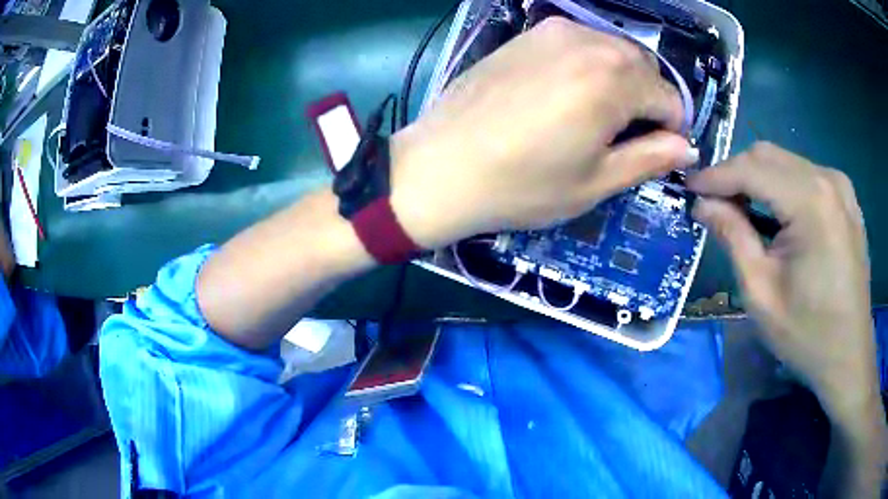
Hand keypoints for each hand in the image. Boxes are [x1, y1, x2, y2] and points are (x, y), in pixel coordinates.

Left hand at [390, 17, 697, 248]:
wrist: (441, 166)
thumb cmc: (521, 184)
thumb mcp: (596, 181)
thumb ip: (650, 158)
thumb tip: (687, 148)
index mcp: (613, 79)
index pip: (670, 98)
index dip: (671, 130)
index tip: (656, 152)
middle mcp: (588, 42)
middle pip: (645, 68)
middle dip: (647, 101)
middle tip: (623, 137)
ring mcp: (554, 31)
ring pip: (614, 51)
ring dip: (621, 82)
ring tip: (595, 118)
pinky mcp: (527, 34)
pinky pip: (580, 44)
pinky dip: (590, 66)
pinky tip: (566, 95)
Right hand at [687, 143, 880, 422]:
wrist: (849, 355)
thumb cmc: (807, 334)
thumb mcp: (761, 294)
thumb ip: (733, 238)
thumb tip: (703, 204)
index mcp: (811, 201)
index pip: (751, 169)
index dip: (715, 175)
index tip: (688, 188)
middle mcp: (828, 179)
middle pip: (768, 156)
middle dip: (736, 174)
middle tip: (714, 203)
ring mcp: (840, 185)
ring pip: (786, 163)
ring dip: (759, 180)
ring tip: (742, 211)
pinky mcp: (846, 197)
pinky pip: (805, 176)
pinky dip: (783, 187)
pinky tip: (777, 216)